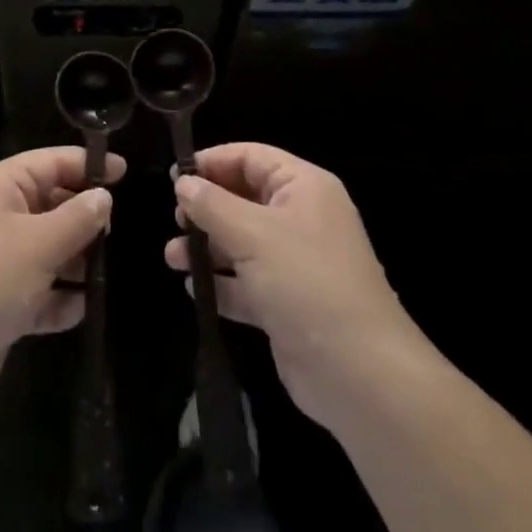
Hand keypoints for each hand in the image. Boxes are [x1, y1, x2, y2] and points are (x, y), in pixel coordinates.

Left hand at [0, 146, 125, 416]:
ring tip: (111, 275)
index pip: (52, 162)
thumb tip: (104, 197)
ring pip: (48, 250)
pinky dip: (58, 299)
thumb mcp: (38, 244)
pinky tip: (82, 310)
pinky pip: (38, 291)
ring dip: (76, 263)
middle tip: (123, 234)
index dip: (89, 166)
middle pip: (52, 205)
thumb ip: (77, 218)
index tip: (127, 173)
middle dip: (85, 220)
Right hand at [166, 143, 442, 429]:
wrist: (359, 374)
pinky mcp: (286, 303)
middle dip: (206, 208)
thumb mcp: (253, 234)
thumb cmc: (306, 282)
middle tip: (176, 220)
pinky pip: (246, 283)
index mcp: (304, 188)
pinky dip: (221, 284)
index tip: (175, 177)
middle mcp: (301, 218)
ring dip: (206, 248)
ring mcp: (295, 263)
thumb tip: (183, 182)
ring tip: (172, 258)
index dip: (213, 162)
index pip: (252, 157)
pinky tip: (193, 289)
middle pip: (244, 198)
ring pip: (241, 242)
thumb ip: (212, 205)